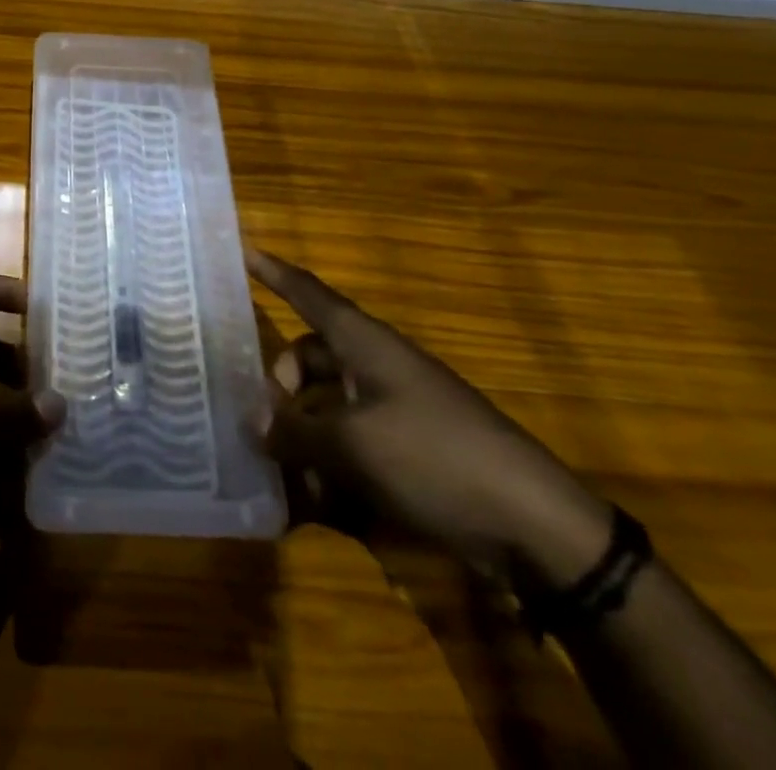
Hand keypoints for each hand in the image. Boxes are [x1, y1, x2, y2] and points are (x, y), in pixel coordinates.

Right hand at [250, 247, 611, 590]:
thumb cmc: (435, 457)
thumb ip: (295, 431)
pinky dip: (327, 467)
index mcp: (364, 343)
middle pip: (309, 359)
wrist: (534, 525)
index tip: (241, 250)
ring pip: (326, 407)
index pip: (308, 293)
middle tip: (256, 423)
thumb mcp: (352, 445)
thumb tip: (253, 423)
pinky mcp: (409, 452)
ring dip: (299, 435)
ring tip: (274, 473)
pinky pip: (351, 445)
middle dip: (278, 386)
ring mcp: (394, 409)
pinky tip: (308, 506)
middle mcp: (375, 367)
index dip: (273, 272)